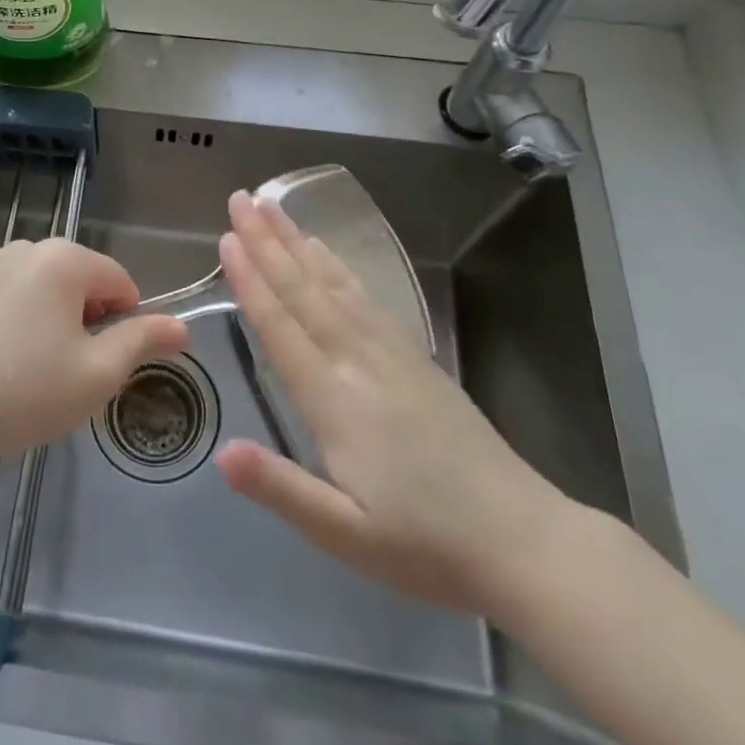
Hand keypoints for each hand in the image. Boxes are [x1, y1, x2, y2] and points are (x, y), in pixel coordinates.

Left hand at [0, 237, 187, 458]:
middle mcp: (27, 249)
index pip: (120, 281)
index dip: (127, 323)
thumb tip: (181, 326)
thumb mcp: (98, 372)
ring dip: (54, 327)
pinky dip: (21, 328)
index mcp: (65, 258)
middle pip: (81, 284)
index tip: (107, 365)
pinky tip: (4, 368)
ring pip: (45, 295)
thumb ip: (143, 341)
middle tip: (70, 375)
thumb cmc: (28, 389)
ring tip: (35, 376)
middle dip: (87, 324)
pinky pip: (12, 302)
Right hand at [215, 191, 576, 615]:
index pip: (282, 329)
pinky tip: (326, 253)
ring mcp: (391, 354)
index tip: (228, 239)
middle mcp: (359, 363)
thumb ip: (281, 489)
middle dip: (268, 243)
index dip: (252, 282)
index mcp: (336, 403)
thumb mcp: (345, 536)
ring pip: (334, 285)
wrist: (523, 541)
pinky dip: (338, 267)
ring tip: (274, 208)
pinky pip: (366, 297)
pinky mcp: (414, 356)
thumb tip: (221, 454)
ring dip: (298, 243)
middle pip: (304, 292)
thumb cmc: (426, 545)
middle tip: (241, 199)